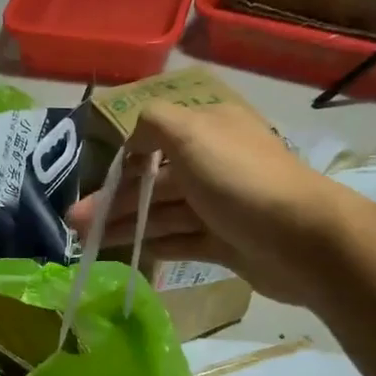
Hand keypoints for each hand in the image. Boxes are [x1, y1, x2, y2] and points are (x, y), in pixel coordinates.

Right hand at [66, 98, 334, 303]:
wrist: (300, 239)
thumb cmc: (239, 179)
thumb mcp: (190, 133)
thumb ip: (152, 122)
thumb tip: (131, 136)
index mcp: (208, 130)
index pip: (155, 137)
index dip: (121, 158)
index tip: (92, 178)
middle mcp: (214, 163)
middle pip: (153, 180)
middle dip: (113, 199)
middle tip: (75, 223)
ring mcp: (220, 206)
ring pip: (162, 213)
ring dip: (124, 224)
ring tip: (85, 241)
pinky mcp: (225, 242)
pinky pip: (180, 240)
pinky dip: (152, 244)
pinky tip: (124, 253)